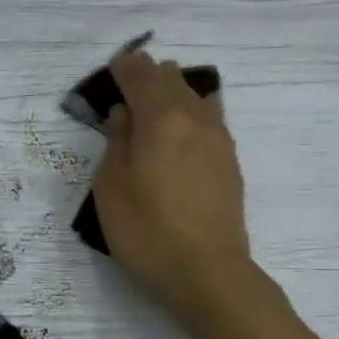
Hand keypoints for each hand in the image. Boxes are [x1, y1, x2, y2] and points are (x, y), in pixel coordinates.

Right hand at [91, 49, 251, 326]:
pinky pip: (207, 119)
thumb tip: (125, 115)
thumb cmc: (146, 230)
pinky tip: (175, 139)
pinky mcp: (229, 161)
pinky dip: (187, 116)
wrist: (206, 271)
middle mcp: (195, 117)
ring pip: (194, 96)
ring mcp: (219, 138)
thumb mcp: (111, 186)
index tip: (110, 71)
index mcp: (162, 117)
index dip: (123, 67)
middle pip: (171, 77)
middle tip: (124, 94)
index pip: (141, 73)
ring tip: (150, 116)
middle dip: (147, 77)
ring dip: (171, 95)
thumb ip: (116, 141)